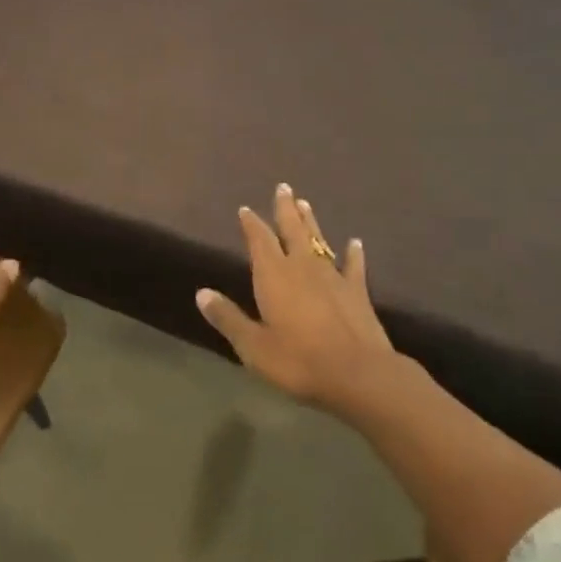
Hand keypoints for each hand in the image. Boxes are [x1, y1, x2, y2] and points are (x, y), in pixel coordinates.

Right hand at [196, 184, 399, 413]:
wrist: (358, 374)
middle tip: (283, 187)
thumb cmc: (298, 360)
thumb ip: (228, 318)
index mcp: (274, 275)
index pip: (259, 241)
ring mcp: (333, 277)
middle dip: (284, 209)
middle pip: (291, 230)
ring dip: (311, 222)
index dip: (251, 224)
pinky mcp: (357, 292)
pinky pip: (353, 266)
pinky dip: (353, 254)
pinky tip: (355, 243)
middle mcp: (302, 267)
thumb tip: (201, 293)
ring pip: (319, 241)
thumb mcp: (253, 346)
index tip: (245, 209)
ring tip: (305, 203)